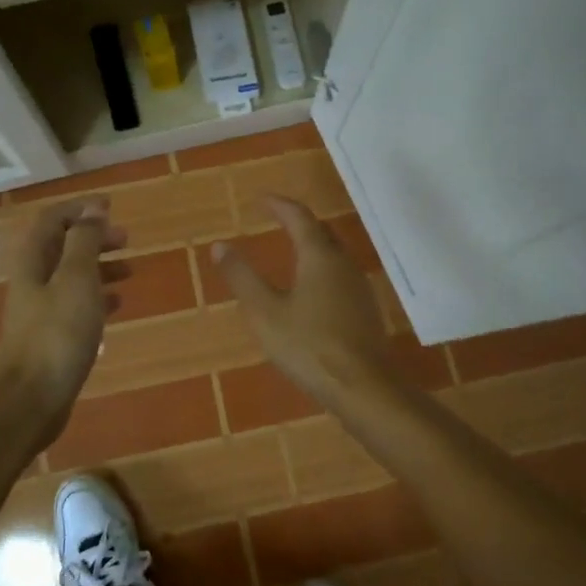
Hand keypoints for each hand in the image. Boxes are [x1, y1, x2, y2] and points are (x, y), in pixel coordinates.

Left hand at [0, 197, 127, 430]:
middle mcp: (33, 280)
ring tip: (130, 270)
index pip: (53, 219)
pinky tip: (118, 303)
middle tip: (126, 239)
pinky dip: (98, 296)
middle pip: (63, 246)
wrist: (32, 399)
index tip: (111, 208)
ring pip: (72, 275)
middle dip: (94, 238)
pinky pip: (76, 303)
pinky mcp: (51, 335)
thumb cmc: (57, 334)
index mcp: (34, 261)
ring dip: (100, 266)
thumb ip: (85, 242)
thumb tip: (93, 209)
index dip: (80, 209)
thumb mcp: (77, 280)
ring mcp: (40, 309)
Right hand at [212, 196, 392, 405]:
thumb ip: (242, 277)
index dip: (280, 205)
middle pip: (322, 233)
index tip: (262, 199)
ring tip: (292, 251)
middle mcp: (344, 264)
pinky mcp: (365, 311)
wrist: (363, 386)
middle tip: (278, 219)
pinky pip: (340, 277)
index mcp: (319, 257)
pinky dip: (322, 270)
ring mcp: (359, 288)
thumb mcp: (265, 313)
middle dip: (299, 222)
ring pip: (334, 255)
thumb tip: (220, 246)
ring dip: (313, 247)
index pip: (300, 217)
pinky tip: (312, 291)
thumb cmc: (309, 346)